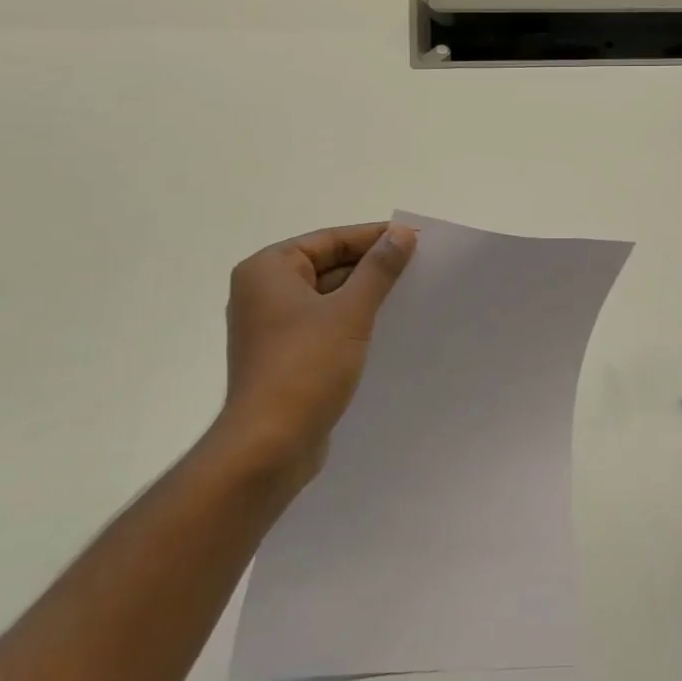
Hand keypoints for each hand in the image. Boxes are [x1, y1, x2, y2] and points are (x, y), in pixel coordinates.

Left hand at [214, 222, 415, 488]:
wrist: (270, 446)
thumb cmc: (306, 367)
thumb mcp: (350, 312)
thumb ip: (379, 269)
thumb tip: (402, 233)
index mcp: (268, 270)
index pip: (330, 240)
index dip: (374, 237)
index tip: (415, 238)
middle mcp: (262, 292)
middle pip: (327, 266)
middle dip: (371, 268)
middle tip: (419, 266)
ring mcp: (271, 327)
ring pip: (327, 297)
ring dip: (364, 296)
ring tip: (410, 294)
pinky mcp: (283, 356)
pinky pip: (323, 325)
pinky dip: (351, 322)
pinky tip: (386, 328)